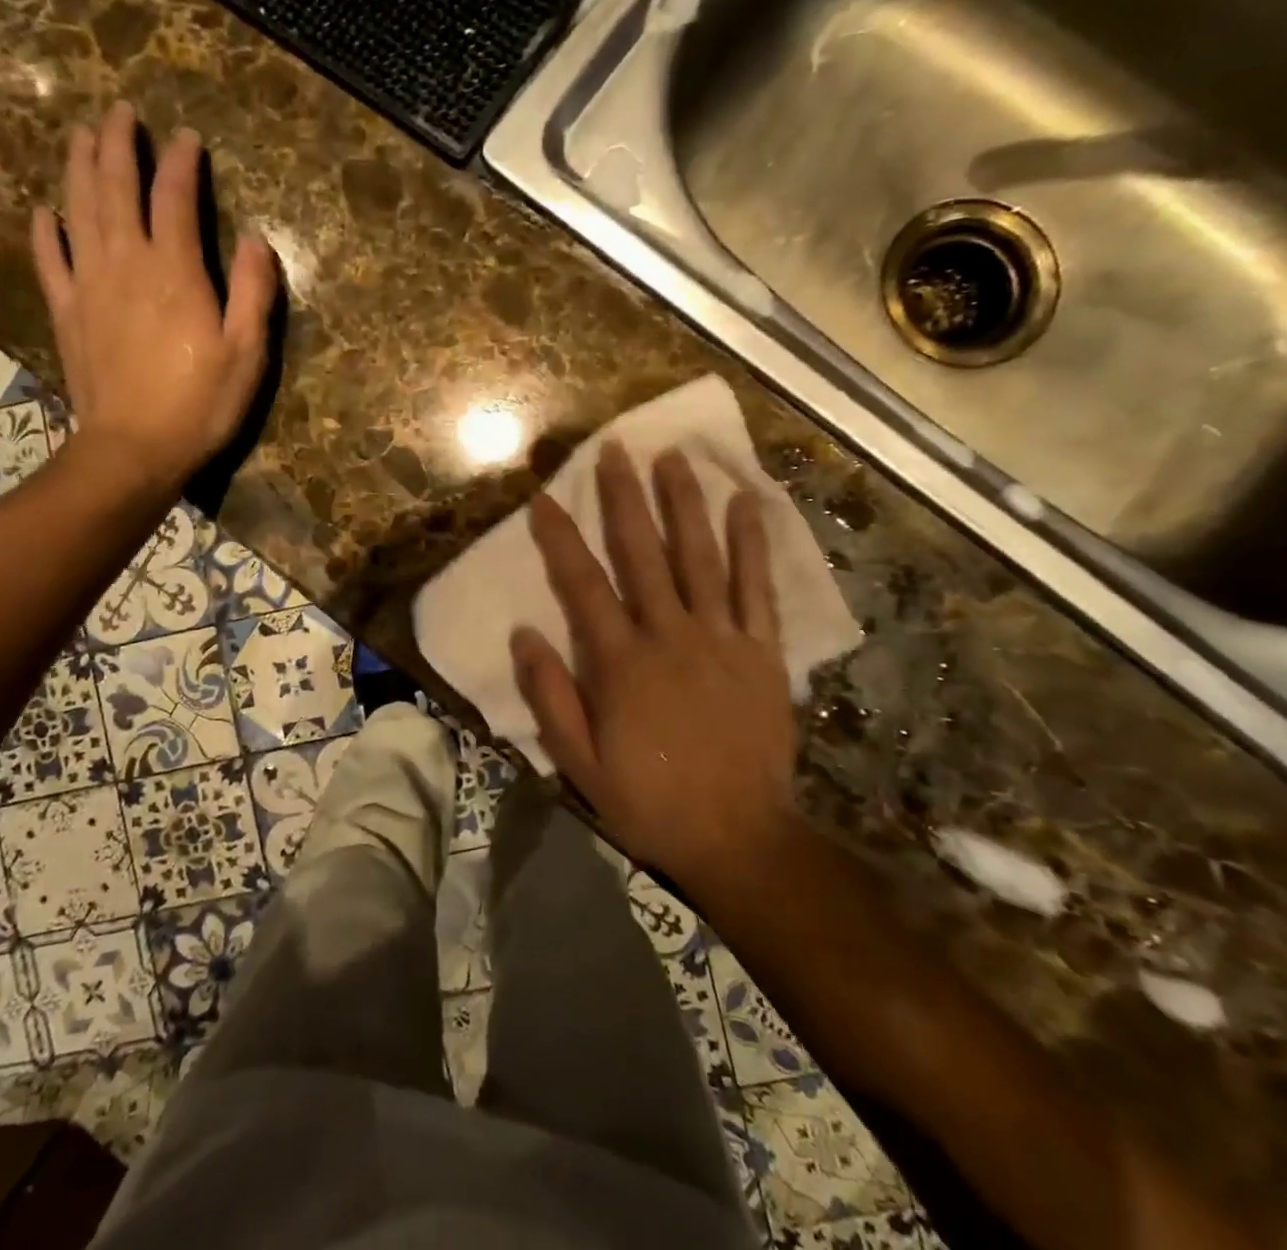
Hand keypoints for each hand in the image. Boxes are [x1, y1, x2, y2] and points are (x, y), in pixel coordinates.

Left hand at [31, 101, 277, 488]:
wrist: (134, 449)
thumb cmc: (200, 404)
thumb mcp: (247, 353)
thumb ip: (252, 292)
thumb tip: (256, 239)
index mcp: (174, 271)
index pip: (175, 198)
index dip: (181, 163)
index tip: (187, 137)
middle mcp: (126, 264)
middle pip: (115, 189)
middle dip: (118, 146)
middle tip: (119, 112)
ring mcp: (89, 286)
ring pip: (78, 211)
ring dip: (79, 168)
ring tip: (81, 135)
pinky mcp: (68, 313)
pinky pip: (50, 261)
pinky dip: (45, 231)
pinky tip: (44, 211)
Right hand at [511, 442, 801, 892]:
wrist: (739, 836)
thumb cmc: (650, 801)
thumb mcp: (580, 763)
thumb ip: (551, 697)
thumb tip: (525, 634)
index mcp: (620, 662)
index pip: (582, 584)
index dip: (560, 537)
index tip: (544, 497)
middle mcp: (668, 635)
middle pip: (642, 553)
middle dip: (625, 497)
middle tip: (617, 449)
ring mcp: (720, 637)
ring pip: (699, 556)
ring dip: (685, 503)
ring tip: (675, 457)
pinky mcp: (761, 650)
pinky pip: (756, 587)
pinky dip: (752, 543)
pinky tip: (747, 503)